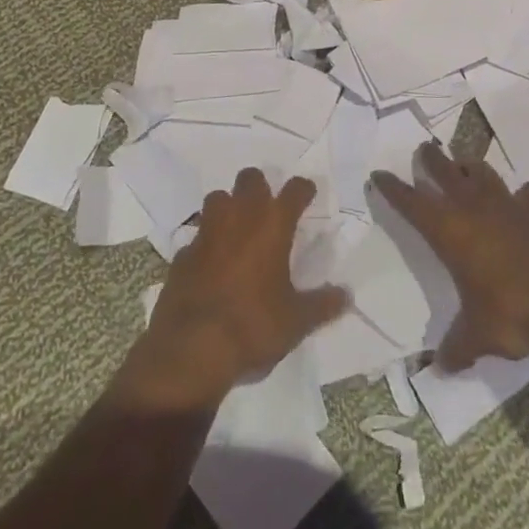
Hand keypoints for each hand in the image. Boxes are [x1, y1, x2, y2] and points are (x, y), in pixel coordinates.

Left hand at [121, 170, 346, 410]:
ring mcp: (206, 232)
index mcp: (272, 225)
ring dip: (229, 206)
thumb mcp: (296, 321)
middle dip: (260, 187)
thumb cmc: (253, 326)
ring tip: (238, 228)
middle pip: (250, 179)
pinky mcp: (182, 254)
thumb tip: (346, 295)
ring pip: (217, 198)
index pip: (294, 190)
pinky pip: (197, 236)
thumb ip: (322, 304)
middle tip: (268, 207)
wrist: (192, 349)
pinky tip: (211, 262)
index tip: (307, 194)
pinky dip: (207, 243)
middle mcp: (239, 218)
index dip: (303, 189)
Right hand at [372, 143, 528, 370]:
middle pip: (445, 171)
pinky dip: (522, 195)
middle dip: (431, 159)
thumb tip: (439, 370)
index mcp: (450, 231)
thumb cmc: (516, 308)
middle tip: (423, 149)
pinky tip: (523, 200)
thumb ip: (458, 348)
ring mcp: (509, 203)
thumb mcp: (481, 336)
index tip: (379, 174)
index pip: (411, 203)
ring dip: (471, 166)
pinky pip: (527, 193)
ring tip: (465, 164)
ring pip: (483, 171)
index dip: (393, 188)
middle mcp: (474, 207)